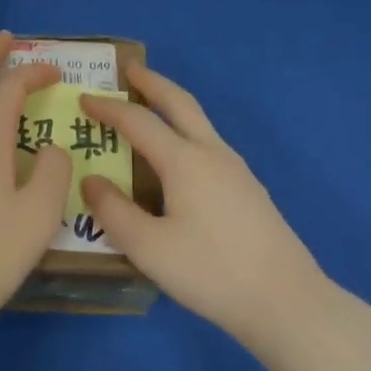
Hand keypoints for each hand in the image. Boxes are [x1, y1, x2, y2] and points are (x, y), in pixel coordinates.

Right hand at [80, 63, 338, 355]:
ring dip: (172, 105)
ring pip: (198, 121)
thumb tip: (91, 180)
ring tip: (151, 107)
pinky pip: (208, 142)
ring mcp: (235, 168)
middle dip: (152, 82)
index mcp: (184, 160)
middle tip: (129, 70)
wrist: (287, 301)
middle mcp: (211, 152)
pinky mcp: (248, 188)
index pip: (138, 121)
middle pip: (178, 102)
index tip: (84, 97)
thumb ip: (114, 212)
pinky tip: (180, 158)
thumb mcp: (150, 249)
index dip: (108, 107)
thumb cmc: (212, 272)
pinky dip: (185, 130)